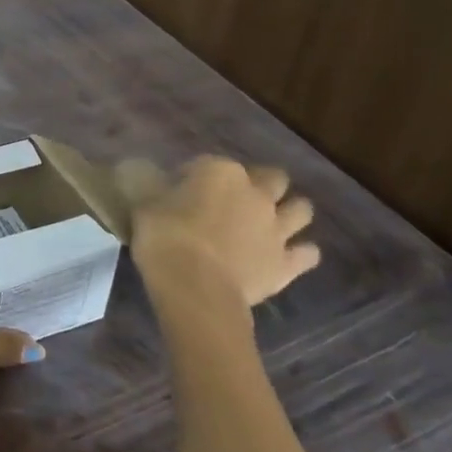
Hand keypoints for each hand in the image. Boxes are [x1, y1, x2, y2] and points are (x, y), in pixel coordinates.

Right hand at [115, 156, 319, 334]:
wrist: (196, 288)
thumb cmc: (165, 238)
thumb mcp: (143, 204)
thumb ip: (152, 187)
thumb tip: (147, 175)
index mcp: (219, 172)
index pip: (208, 163)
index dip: (194, 175)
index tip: (179, 190)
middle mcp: (256, 193)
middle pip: (273, 177)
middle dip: (261, 183)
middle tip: (238, 200)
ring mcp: (277, 228)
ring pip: (301, 209)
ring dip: (290, 212)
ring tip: (271, 223)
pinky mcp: (288, 262)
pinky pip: (308, 253)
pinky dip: (300, 253)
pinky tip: (287, 257)